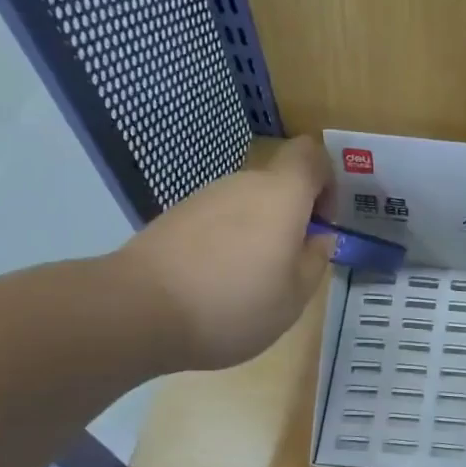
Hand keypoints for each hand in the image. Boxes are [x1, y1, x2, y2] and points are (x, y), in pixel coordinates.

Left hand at [112, 136, 334, 371]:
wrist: (139, 310)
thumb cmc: (234, 304)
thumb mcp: (294, 296)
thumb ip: (315, 261)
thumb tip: (319, 238)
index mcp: (281, 196)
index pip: (311, 155)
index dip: (327, 179)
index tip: (324, 220)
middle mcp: (242, 184)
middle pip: (278, 184)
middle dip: (292, 217)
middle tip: (291, 265)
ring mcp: (204, 198)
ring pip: (247, 205)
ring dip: (258, 233)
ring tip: (251, 282)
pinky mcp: (175, 217)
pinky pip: (217, 222)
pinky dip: (226, 244)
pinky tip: (217, 284)